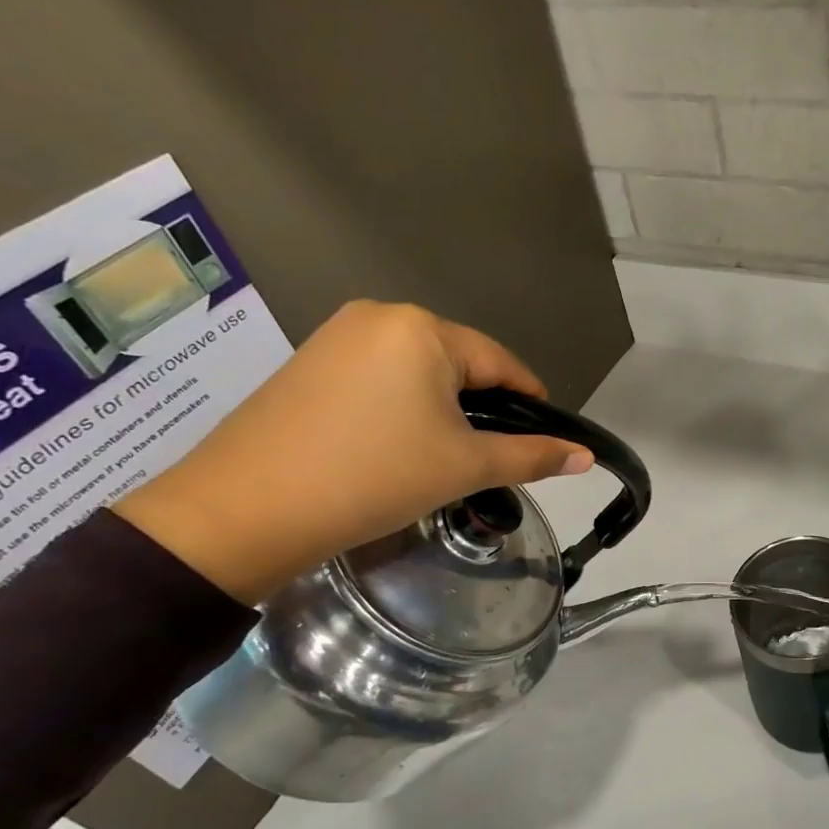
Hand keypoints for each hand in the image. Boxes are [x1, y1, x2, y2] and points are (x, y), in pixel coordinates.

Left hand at [116, 301, 591, 604]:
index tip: (544, 440)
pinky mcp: (307, 363)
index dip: (530, 401)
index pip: (501, 363)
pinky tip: (396, 446)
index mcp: (422, 329)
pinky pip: (379, 378)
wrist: (242, 513)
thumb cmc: (373, 477)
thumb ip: (532, 456)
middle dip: (482, 407)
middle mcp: (379, 316)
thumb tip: (585, 456)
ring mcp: (336, 337)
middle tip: (488, 457)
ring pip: (418, 372)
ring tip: (443, 457)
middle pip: (459, 364)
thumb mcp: (464, 467)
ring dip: (442, 409)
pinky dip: (401, 408)